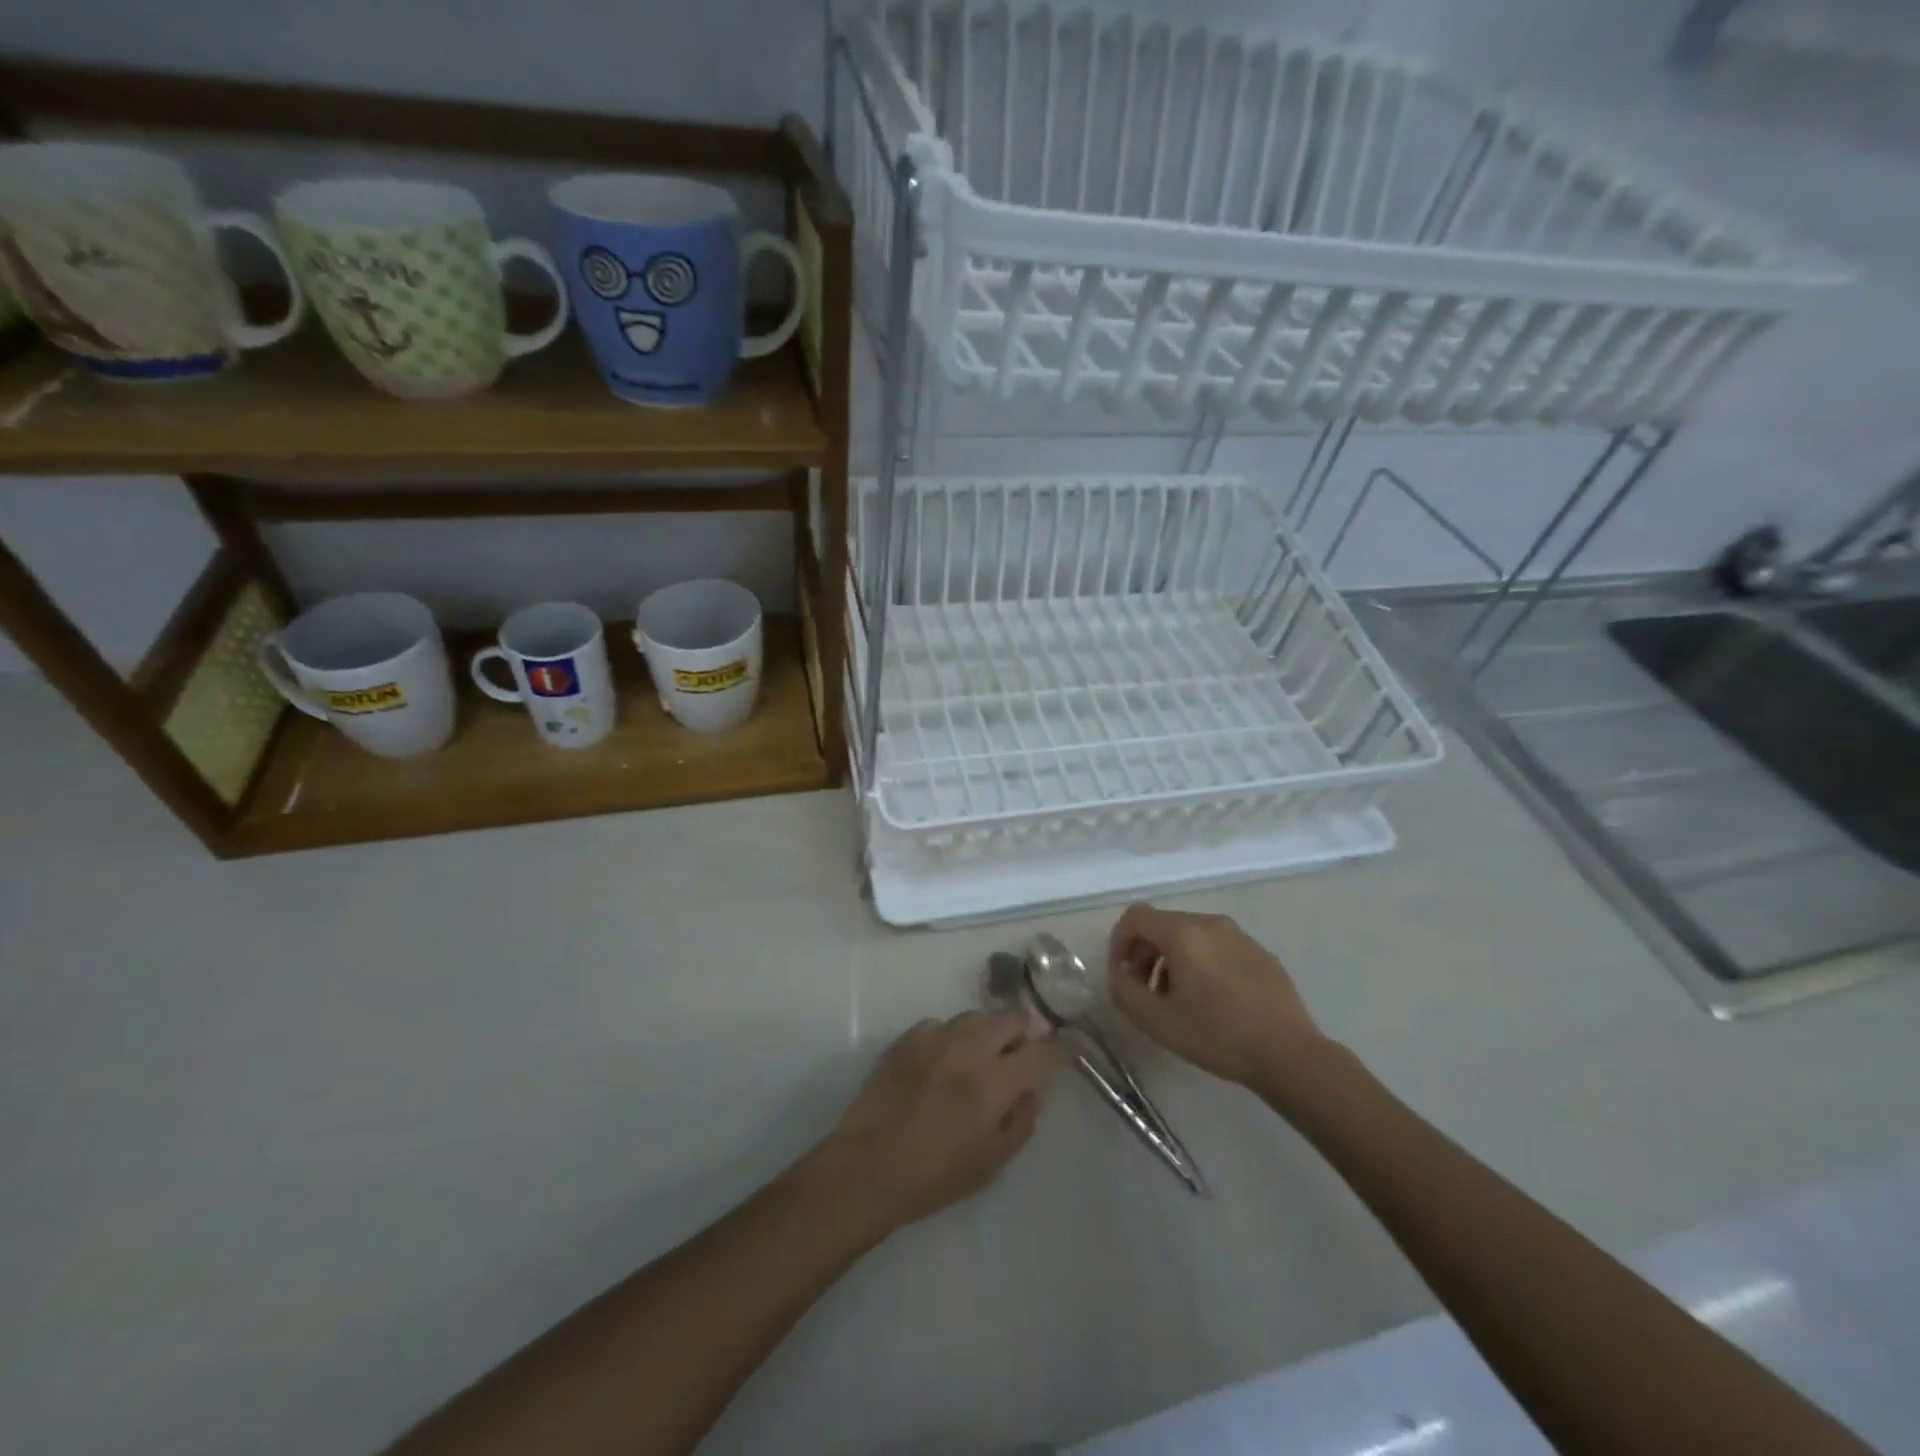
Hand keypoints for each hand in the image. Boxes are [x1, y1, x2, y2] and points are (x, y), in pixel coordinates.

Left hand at [815, 1011, 1062, 1238]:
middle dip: (1023, 1034)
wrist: (866, 1166)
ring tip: (980, 1059)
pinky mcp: (907, 1036)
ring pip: (976, 1016)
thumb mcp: (991, 1162)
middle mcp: (968, 1048)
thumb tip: (1035, 1087)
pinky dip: (951, 1038)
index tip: (1069, 1049)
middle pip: (1011, 1018)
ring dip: (987, 1032)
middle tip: (1018, 1058)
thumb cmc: (934, 1176)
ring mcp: (935, 1037)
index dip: (1062, 1048)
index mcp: (994, 1083)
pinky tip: (942, 1063)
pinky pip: (942, 1025)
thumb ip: (1022, 1119)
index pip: (1043, 1051)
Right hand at [1108, 904, 1328, 1091]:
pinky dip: (1201, 964)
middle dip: (1145, 954)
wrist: (1289, 1054)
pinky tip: (1211, 1002)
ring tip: (1176, 1000)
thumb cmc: (1217, 1035)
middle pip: (1162, 925)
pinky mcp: (1260, 952)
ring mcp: (1239, 935)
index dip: (1119, 943)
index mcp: (1183, 932)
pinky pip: (1217, 947)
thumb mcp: (1156, 1020)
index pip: (1135, 917)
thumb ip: (1124, 991)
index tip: (1122, 976)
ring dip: (1171, 960)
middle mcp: (1210, 923)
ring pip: (1190, 936)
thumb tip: (1120, 974)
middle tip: (1145, 992)